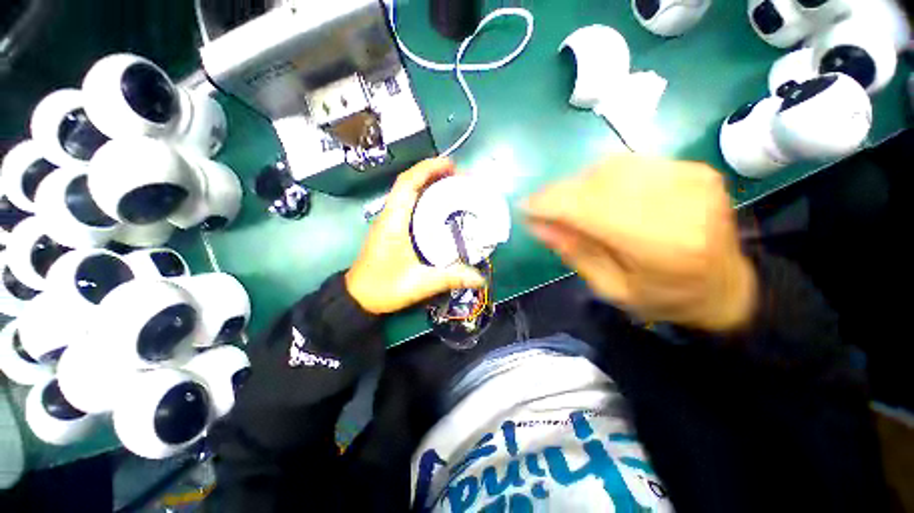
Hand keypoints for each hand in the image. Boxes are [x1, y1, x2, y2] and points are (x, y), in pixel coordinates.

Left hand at [345, 158, 485, 314]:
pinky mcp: (392, 228)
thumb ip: (450, 279)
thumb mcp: (419, 284)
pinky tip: (441, 208)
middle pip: (410, 183)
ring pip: (409, 193)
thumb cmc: (384, 287)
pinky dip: (426, 199)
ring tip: (454, 187)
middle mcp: (390, 215)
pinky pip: (410, 205)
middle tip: (461, 179)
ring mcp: (390, 221)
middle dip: (434, 174)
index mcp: (393, 221)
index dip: (427, 169)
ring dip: (430, 185)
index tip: (451, 165)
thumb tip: (481, 278)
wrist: (358, 297)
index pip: (407, 184)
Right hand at [523, 154, 756, 331]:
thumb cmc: (664, 297)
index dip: (549, 203)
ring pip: (611, 166)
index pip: (590, 208)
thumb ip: (573, 252)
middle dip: (559, 192)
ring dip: (578, 183)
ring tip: (568, 204)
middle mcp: (680, 203)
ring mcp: (691, 179)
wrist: (726, 286)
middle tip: (541, 208)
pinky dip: (602, 176)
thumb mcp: (610, 288)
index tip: (524, 207)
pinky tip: (597, 195)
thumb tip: (536, 224)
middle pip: (598, 181)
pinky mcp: (694, 168)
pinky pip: (630, 163)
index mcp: (661, 246)